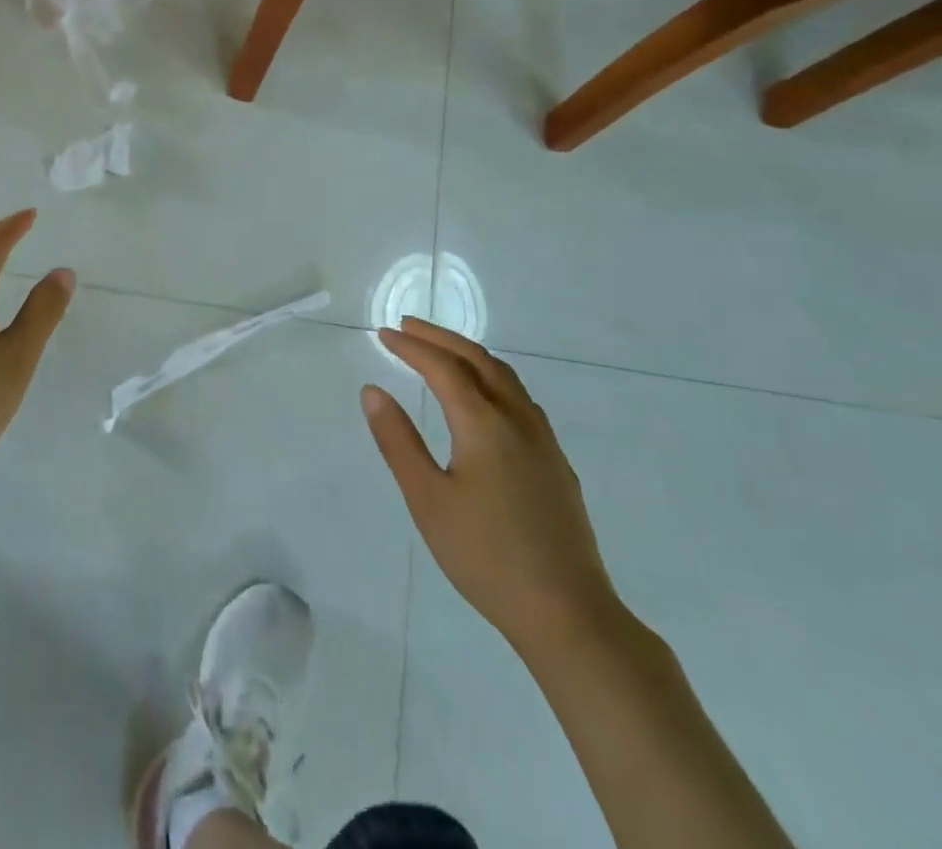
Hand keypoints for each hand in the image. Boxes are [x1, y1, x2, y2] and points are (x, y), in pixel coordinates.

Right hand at [363, 318, 619, 651]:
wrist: (568, 614)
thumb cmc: (485, 556)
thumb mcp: (427, 499)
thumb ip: (398, 440)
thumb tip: (373, 391)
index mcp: (484, 424)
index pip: (443, 368)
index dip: (412, 346)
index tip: (384, 333)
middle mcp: (518, 420)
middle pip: (479, 360)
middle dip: (441, 339)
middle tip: (407, 326)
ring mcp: (543, 441)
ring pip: (505, 377)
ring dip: (469, 355)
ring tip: (441, 352)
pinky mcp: (556, 463)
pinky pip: (520, 398)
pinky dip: (491, 378)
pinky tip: (483, 397)